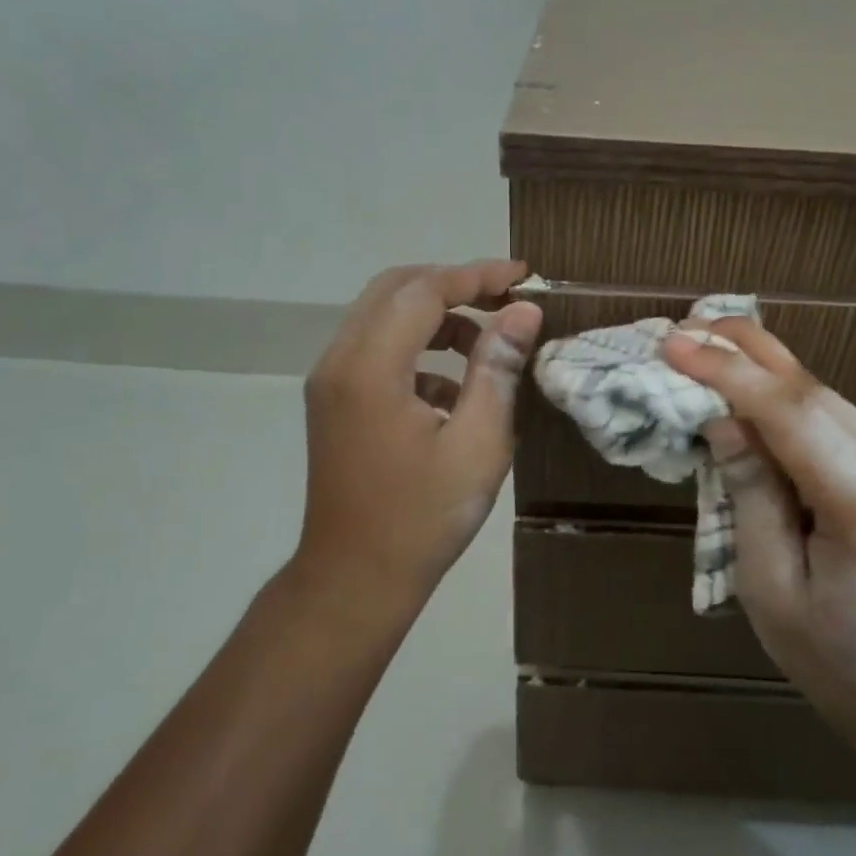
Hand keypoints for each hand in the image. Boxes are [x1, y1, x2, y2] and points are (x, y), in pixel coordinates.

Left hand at [298, 261, 542, 612]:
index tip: (523, 277)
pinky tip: (456, 390)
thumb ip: (498, 368)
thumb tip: (522, 311)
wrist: (356, 579)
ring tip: (488, 343)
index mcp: (370, 368)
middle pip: (395, 289)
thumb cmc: (423, 517)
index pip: (424, 290)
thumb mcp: (478, 442)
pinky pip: (377, 351)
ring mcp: (331, 382)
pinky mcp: (335, 402)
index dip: (476, 275)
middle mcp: (340, 361)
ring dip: (436, 317)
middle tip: (505, 299)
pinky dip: (418, 350)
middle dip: (454, 284)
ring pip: (384, 317)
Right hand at [662, 319, 855, 738]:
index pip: (793, 415)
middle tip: (688, 325)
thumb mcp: (771, 590)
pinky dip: (793, 403)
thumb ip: (750, 498)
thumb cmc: (839, 662)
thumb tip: (723, 422)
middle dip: (748, 351)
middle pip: (817, 392)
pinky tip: (757, 392)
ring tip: (712, 345)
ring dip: (769, 371)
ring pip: (830, 399)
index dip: (730, 373)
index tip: (676, 344)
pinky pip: (842, 422)